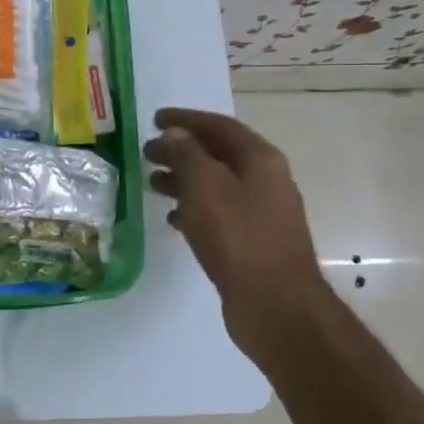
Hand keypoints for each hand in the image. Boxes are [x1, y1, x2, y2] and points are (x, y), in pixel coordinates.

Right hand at [144, 108, 329, 331]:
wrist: (276, 304)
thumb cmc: (238, 236)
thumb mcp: (205, 185)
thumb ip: (186, 153)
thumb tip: (173, 134)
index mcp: (260, 159)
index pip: (219, 125)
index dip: (185, 119)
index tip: (155, 119)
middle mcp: (265, 180)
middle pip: (218, 154)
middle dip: (181, 150)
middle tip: (147, 153)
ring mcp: (261, 213)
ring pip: (216, 185)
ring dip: (184, 180)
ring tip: (153, 184)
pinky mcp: (252, 242)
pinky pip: (219, 214)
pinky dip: (194, 210)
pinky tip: (172, 220)